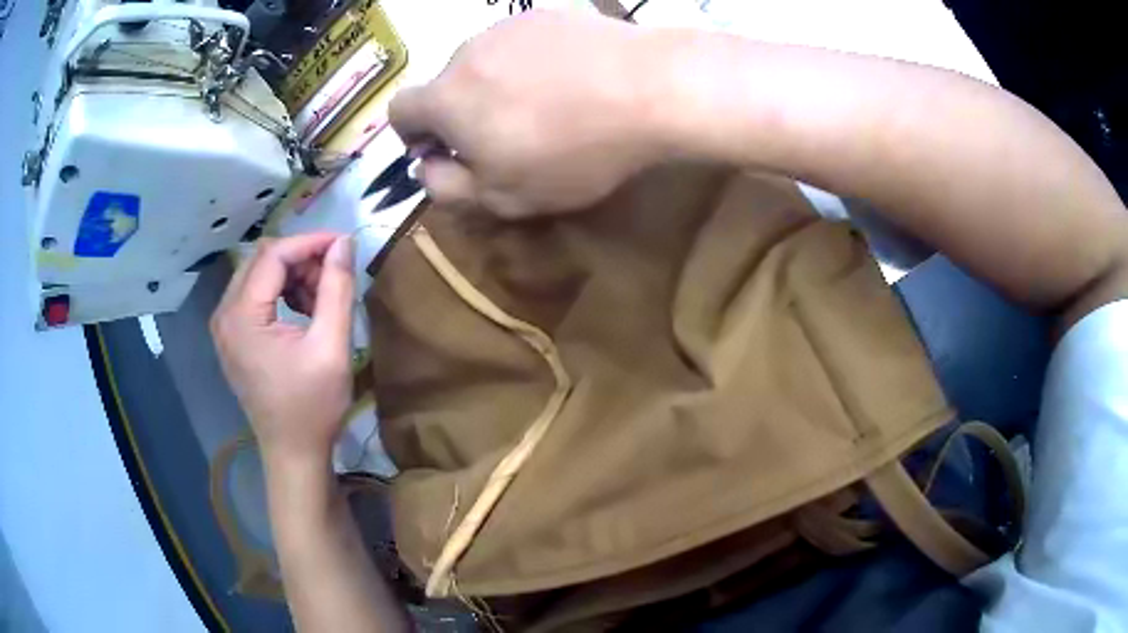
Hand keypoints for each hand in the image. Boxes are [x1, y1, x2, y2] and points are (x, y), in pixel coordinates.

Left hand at [211, 234, 355, 464]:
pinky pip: (255, 296)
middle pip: (262, 260)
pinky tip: (304, 312)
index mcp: (242, 316)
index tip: (344, 245)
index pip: (273, 255)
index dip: (310, 242)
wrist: (293, 453)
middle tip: (334, 276)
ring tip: (321, 299)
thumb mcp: (331, 347)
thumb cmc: (313, 406)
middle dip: (301, 259)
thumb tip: (343, 244)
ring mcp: (224, 326)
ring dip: (292, 276)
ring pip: (258, 275)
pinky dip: (281, 293)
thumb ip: (337, 289)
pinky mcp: (232, 337)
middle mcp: (224, 314)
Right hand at [389, 10, 664, 217]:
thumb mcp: (504, 196)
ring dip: (497, 84)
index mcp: (446, 97)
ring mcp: (509, 26)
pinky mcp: (547, 14)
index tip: (444, 149)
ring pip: (485, 61)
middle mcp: (467, 52)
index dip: (412, 134)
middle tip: (508, 135)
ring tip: (546, 105)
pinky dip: (531, 62)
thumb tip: (426, 167)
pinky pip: (523, 43)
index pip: (399, 110)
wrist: (649, 89)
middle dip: (462, 111)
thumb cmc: (573, 151)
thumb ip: (448, 188)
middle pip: (446, 84)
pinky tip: (568, 78)